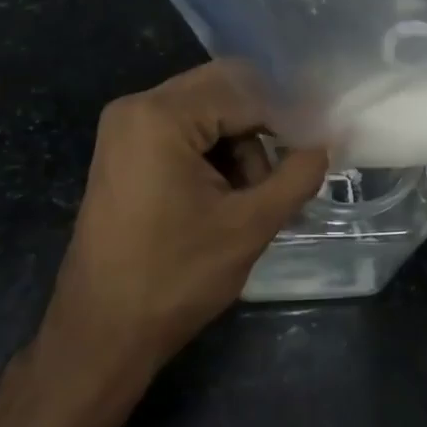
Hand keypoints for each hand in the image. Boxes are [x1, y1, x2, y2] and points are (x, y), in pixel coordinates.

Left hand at [36, 60, 328, 378]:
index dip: (285, 119)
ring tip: (249, 197)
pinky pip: (183, 129)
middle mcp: (136, 107)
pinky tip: (223, 195)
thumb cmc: (175, 278)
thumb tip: (324, 145)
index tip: (314, 150)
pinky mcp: (124, 150)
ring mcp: (124, 128)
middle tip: (283, 173)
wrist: (101, 334)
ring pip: (206, 111)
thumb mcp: (250, 225)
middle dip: (259, 130)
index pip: (244, 93)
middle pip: (222, 92)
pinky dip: (212, 153)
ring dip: (238, 144)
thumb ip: (296, 176)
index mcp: (160, 116)